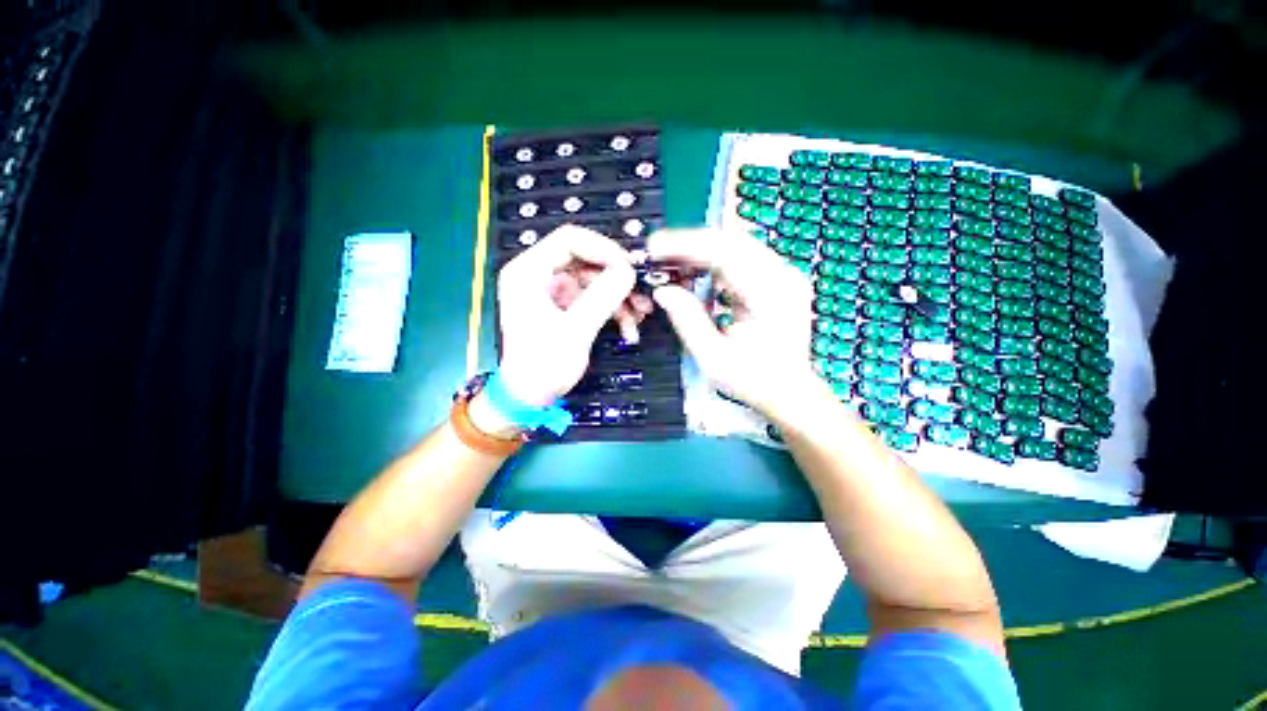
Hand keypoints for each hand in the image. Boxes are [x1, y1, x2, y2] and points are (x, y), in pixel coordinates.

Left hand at [496, 225, 650, 406]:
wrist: (530, 397)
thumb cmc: (542, 366)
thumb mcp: (575, 330)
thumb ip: (603, 297)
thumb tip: (629, 271)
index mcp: (529, 272)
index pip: (570, 240)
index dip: (604, 249)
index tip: (630, 268)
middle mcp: (540, 275)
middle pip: (587, 260)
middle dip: (617, 278)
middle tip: (642, 293)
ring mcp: (554, 291)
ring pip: (595, 280)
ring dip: (620, 297)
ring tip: (640, 315)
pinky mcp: (565, 307)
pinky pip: (594, 298)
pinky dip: (613, 310)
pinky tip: (628, 328)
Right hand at [647, 228, 818, 417]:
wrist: (788, 390)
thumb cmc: (753, 380)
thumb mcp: (713, 358)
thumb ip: (688, 321)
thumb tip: (663, 291)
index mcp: (770, 297)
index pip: (725, 253)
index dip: (686, 245)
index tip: (655, 247)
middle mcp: (782, 277)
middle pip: (731, 241)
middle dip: (690, 243)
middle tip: (658, 253)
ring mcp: (784, 275)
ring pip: (736, 244)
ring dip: (701, 250)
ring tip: (671, 262)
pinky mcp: (778, 278)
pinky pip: (741, 257)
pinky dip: (714, 260)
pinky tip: (695, 270)